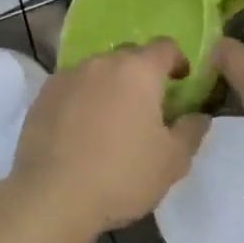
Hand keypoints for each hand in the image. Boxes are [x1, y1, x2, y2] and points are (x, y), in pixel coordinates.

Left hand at [0, 40, 207, 242]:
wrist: (51, 196)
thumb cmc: (121, 175)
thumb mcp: (171, 161)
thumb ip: (191, 132)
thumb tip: (200, 116)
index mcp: (137, 71)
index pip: (164, 47)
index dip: (178, 60)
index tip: (181, 81)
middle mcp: (101, 63)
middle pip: (129, 55)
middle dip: (142, 73)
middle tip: (148, 106)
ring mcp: (68, 75)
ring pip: (98, 70)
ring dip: (110, 85)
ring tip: (112, 119)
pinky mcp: (43, 94)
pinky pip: (72, 87)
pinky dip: (82, 98)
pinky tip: (81, 129)